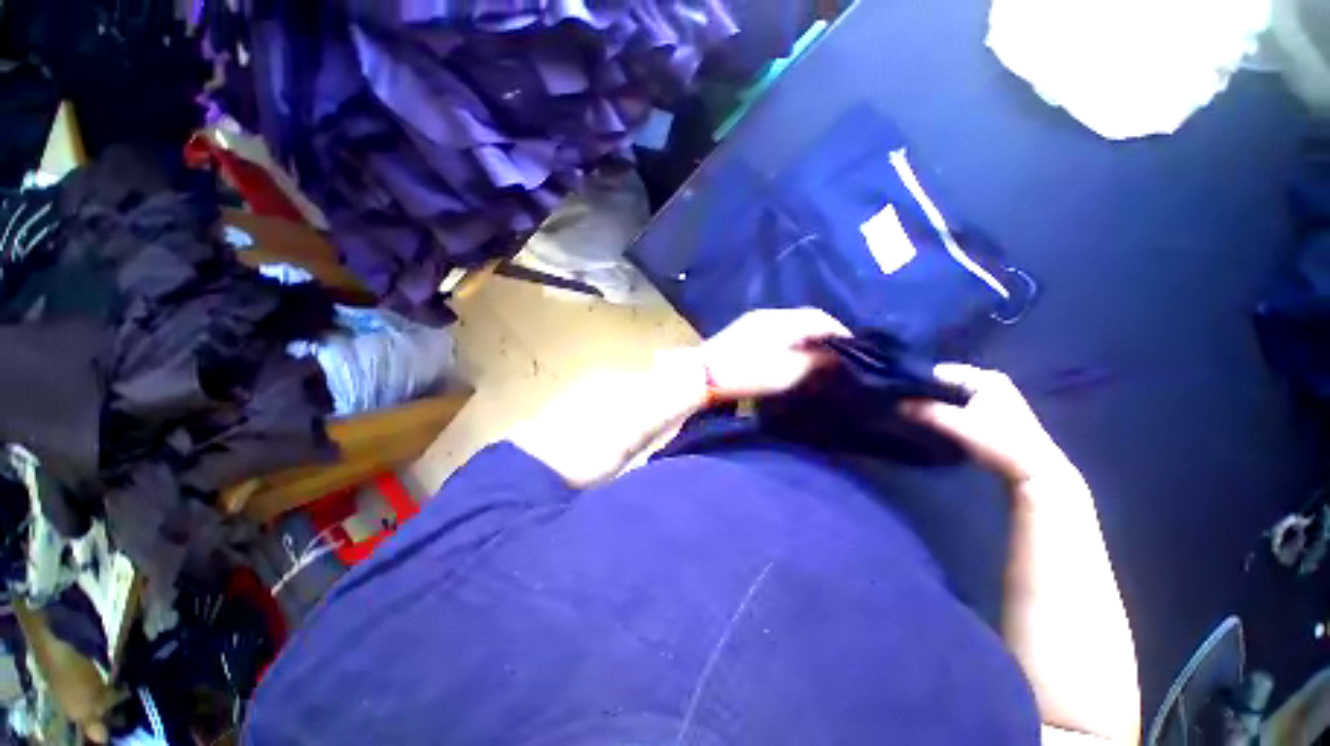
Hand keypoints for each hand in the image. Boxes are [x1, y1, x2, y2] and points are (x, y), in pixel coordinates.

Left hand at [700, 308, 849, 400]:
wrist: (703, 374)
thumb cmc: (747, 373)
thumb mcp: (787, 372)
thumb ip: (815, 361)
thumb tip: (835, 355)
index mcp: (784, 320)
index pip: (820, 318)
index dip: (840, 331)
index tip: (854, 348)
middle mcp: (770, 313)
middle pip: (806, 317)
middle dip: (824, 332)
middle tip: (838, 351)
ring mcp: (754, 320)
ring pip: (791, 322)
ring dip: (806, 334)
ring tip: (818, 353)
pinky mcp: (744, 329)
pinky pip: (777, 327)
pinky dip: (791, 337)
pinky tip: (791, 350)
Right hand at [900, 364, 1067, 483]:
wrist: (1033, 472)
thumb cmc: (1000, 443)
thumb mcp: (960, 426)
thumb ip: (928, 412)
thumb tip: (897, 404)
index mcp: (985, 378)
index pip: (941, 371)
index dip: (918, 380)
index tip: (897, 390)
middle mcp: (989, 381)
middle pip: (946, 382)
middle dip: (925, 391)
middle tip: (900, 400)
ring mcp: (992, 397)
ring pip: (951, 394)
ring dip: (933, 401)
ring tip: (910, 408)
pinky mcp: (990, 412)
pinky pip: (958, 403)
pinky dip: (944, 408)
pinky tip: (930, 417)